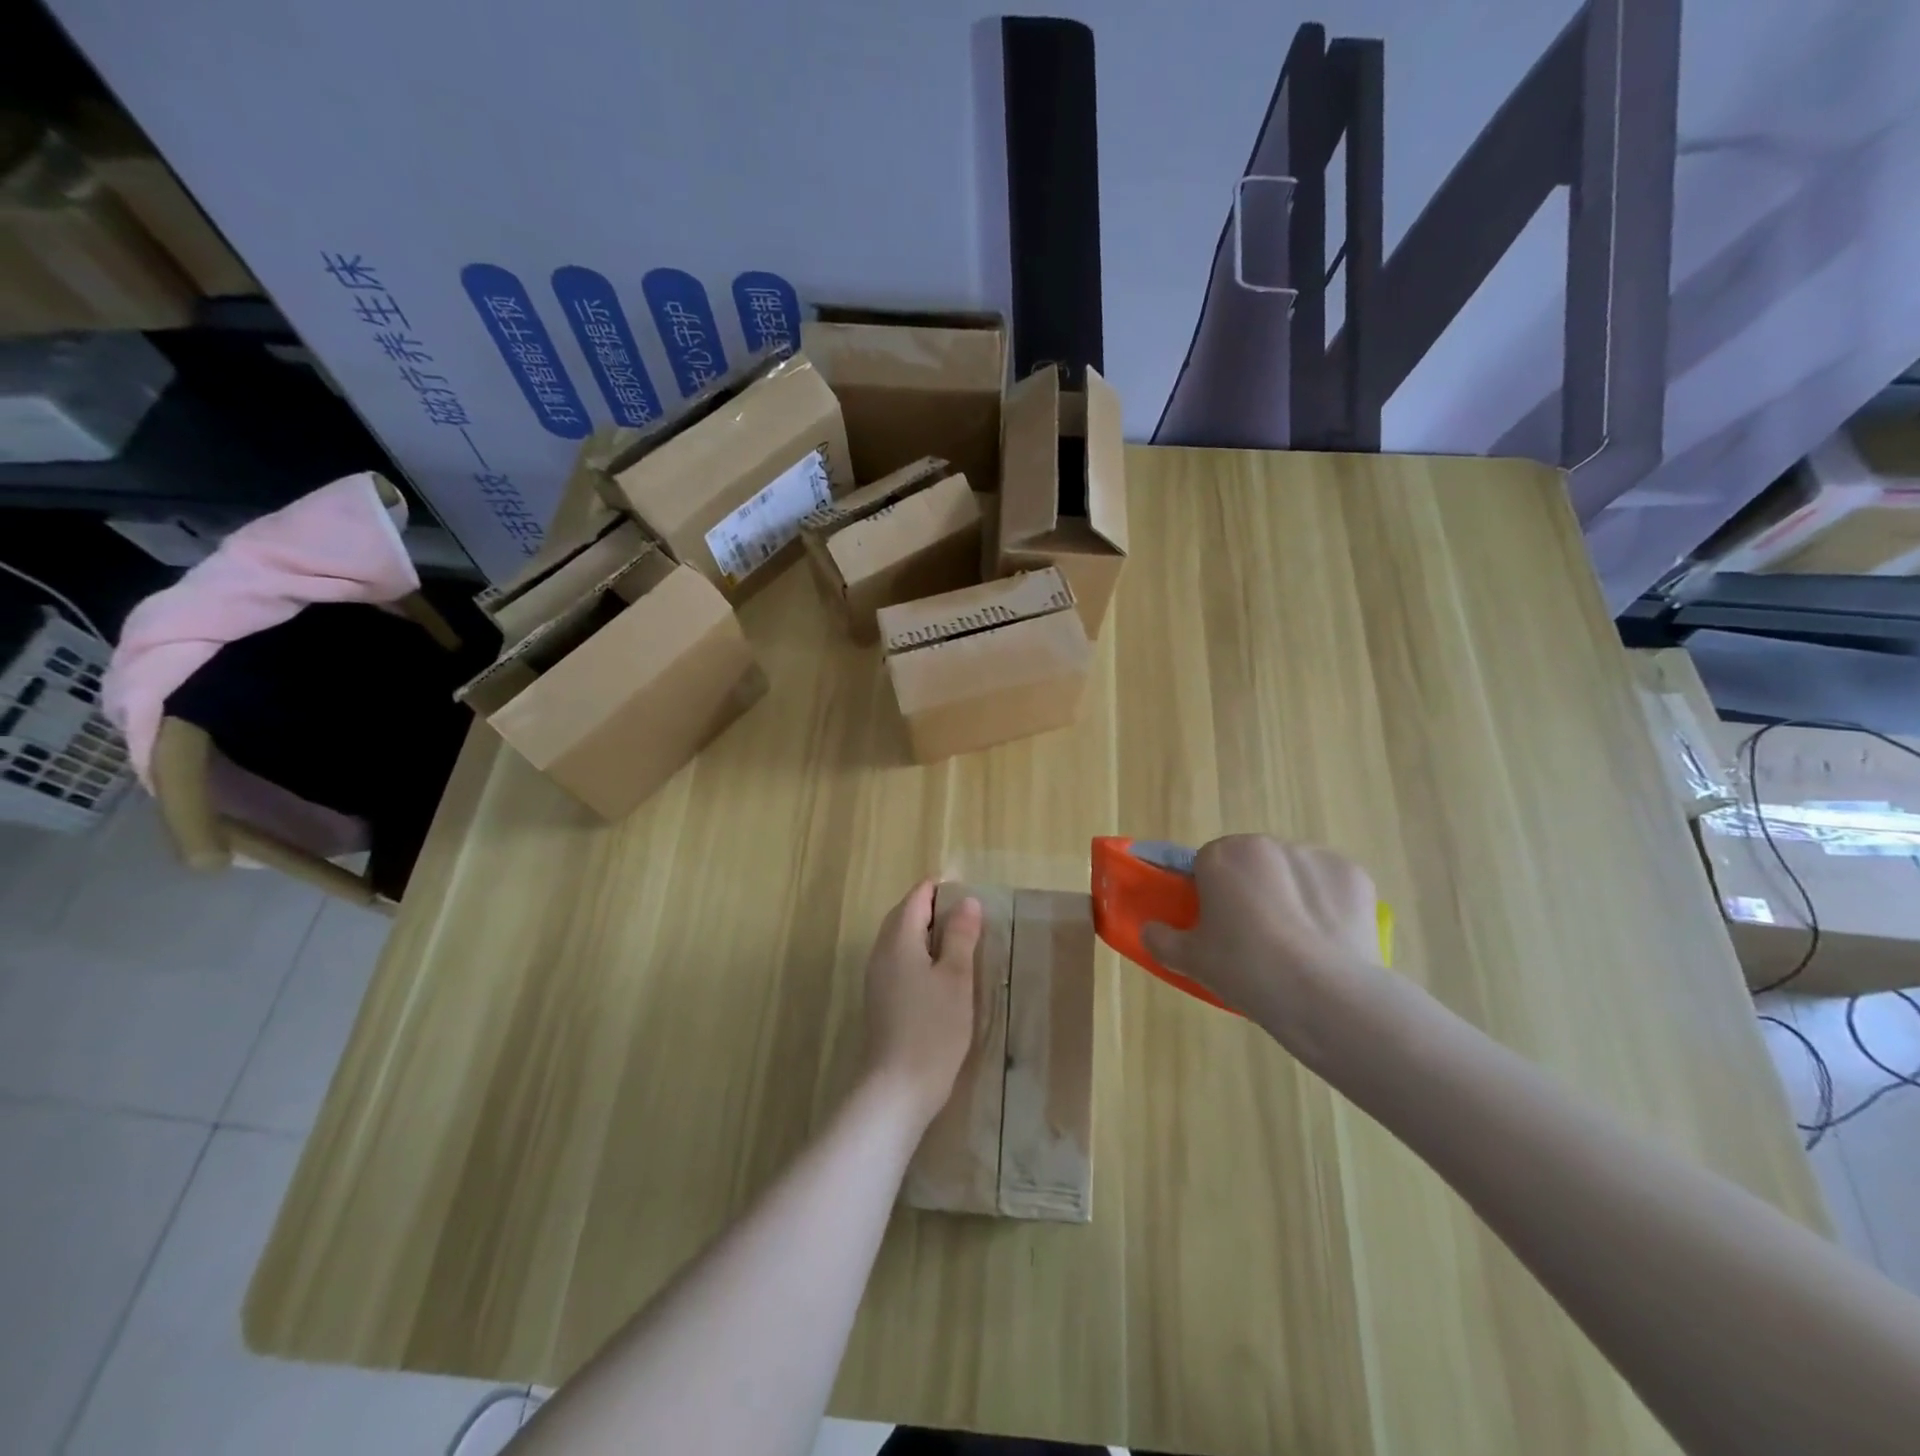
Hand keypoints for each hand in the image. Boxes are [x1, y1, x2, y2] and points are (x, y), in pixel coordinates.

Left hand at [863, 880, 982, 1124]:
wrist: (897, 1087)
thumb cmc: (933, 1028)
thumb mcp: (956, 977)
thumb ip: (960, 936)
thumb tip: (967, 901)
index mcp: (898, 939)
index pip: (915, 898)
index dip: (938, 889)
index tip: (966, 892)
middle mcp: (881, 952)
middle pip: (903, 915)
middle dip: (931, 908)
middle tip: (966, 914)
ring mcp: (877, 977)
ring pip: (899, 939)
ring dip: (925, 932)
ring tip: (957, 940)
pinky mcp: (880, 998)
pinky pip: (898, 960)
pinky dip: (918, 953)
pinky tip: (939, 971)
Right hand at [1143, 836, 1379, 1040]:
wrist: (1326, 997)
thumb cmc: (1246, 970)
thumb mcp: (1190, 961)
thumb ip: (1161, 939)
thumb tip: (1150, 930)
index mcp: (1222, 855)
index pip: (1205, 863)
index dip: (1208, 893)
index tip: (1215, 925)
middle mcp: (1267, 844)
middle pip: (1250, 864)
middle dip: (1250, 890)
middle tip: (1252, 939)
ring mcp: (1314, 856)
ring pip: (1291, 874)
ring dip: (1288, 896)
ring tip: (1295, 947)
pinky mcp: (1354, 875)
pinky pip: (1329, 887)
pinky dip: (1326, 907)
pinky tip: (1326, 943)